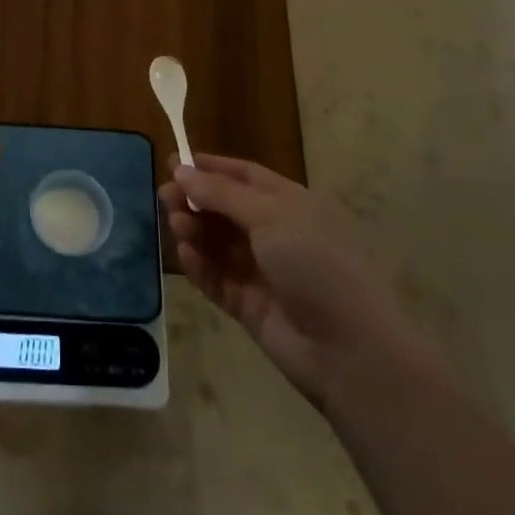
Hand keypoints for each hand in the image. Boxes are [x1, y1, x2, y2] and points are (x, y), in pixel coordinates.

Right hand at [161, 156, 442, 410]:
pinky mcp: (251, 306)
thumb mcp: (270, 215)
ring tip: (176, 226)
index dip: (212, 168)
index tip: (176, 163)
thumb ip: (221, 193)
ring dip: (195, 231)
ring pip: (219, 243)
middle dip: (196, 200)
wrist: (351, 350)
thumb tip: (181, 169)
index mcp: (293, 204)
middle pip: (227, 209)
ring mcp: (265, 272)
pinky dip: (200, 266)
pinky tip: (186, 256)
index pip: (246, 176)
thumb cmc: (317, 264)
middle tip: (164, 196)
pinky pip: (218, 279)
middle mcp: (279, 234)